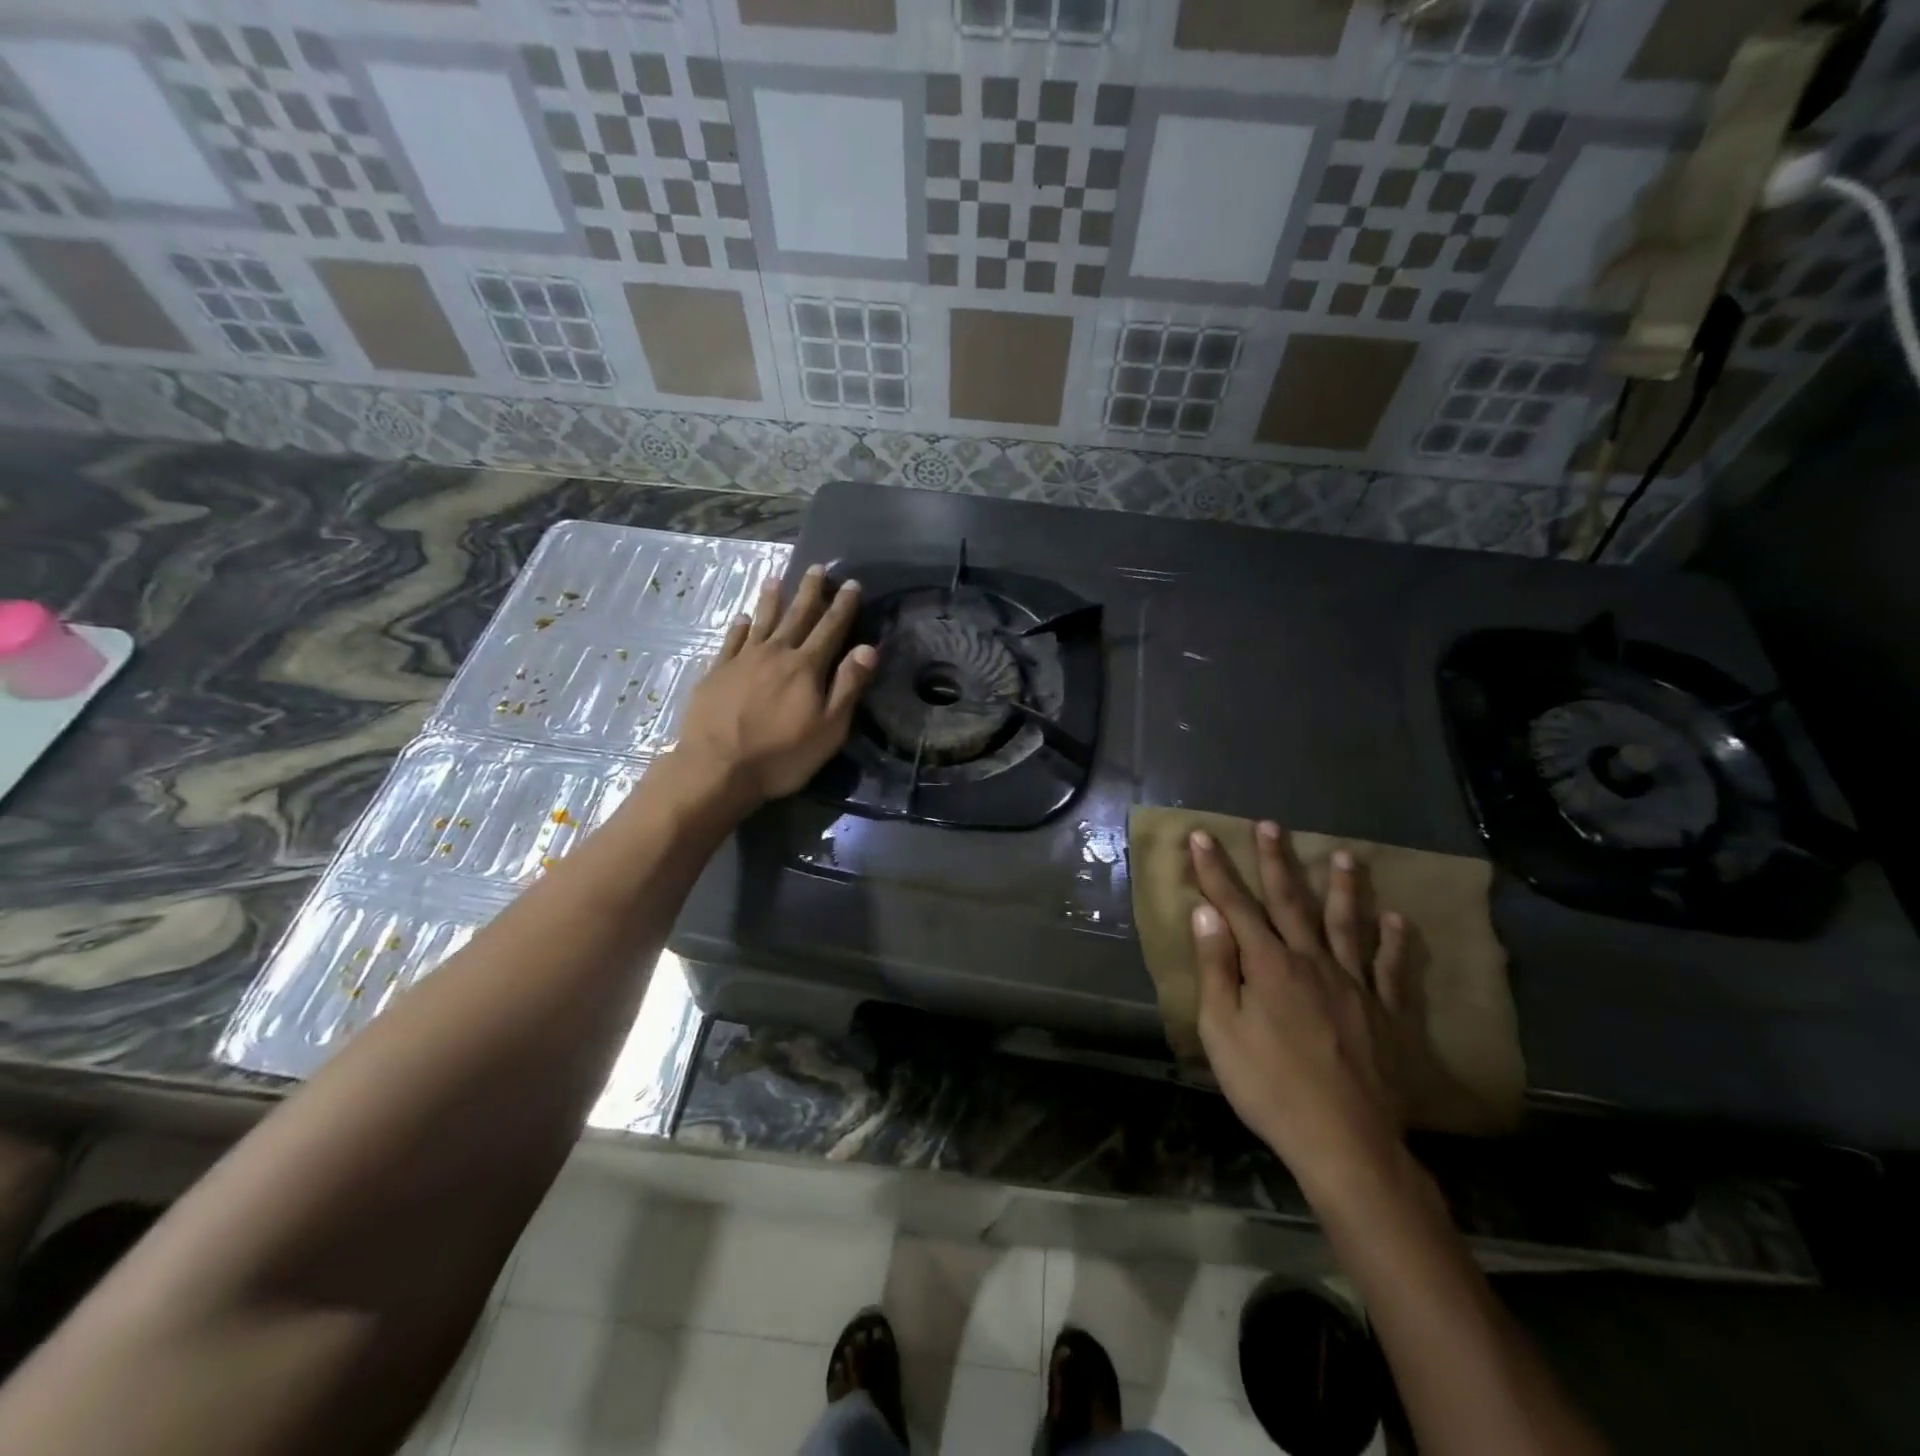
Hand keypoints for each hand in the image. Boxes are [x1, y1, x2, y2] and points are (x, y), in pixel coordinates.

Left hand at [673, 564, 876, 804]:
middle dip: (810, 592)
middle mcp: (775, 654)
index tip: (852, 584)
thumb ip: (847, 687)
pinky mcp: (716, 672)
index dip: (843, 606)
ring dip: (771, 600)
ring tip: (776, 579)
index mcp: (806, 667)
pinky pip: (731, 641)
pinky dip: (738, 627)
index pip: (830, 629)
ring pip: (761, 622)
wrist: (717, 768)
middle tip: (818, 568)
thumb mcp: (828, 729)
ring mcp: (742, 660)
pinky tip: (741, 618)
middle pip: (796, 616)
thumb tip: (867, 648)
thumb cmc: (781, 756)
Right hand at [1189, 824, 1423, 1194]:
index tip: (1201, 836)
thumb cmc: (1270, 1087)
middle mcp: (1313, 962)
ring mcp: (1355, 986)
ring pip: (1348, 925)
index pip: (1235, 906)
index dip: (1215, 870)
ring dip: (1344, 888)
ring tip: (1347, 855)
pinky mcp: (1389, 1015)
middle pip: (1291, 903)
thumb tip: (1206, 913)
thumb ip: (1216, 967)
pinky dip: (1396, 943)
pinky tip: (1398, 920)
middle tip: (1271, 826)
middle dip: (1276, 862)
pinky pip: (1393, 971)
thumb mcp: (1223, 1030)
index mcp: (1269, 966)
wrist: (1346, 1143)